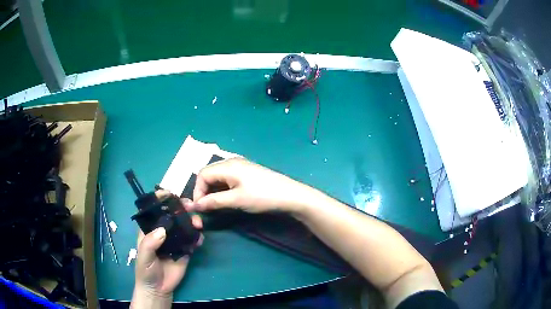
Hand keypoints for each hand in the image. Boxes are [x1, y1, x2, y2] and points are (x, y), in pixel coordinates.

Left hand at [131, 192, 202, 307]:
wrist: (158, 289)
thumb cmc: (145, 270)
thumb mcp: (144, 256)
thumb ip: (150, 243)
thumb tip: (163, 230)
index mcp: (149, 229)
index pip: (154, 210)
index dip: (160, 200)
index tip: (169, 193)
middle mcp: (163, 231)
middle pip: (172, 215)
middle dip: (181, 208)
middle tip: (189, 206)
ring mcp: (175, 240)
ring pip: (185, 225)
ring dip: (192, 221)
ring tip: (198, 224)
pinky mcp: (185, 250)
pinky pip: (192, 240)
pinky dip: (198, 237)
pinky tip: (199, 239)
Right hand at [187, 158, 317, 213]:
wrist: (290, 195)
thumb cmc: (262, 197)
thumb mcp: (236, 200)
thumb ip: (214, 201)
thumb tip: (195, 205)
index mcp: (228, 165)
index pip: (202, 174)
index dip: (197, 191)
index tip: (200, 208)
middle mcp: (231, 161)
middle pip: (209, 173)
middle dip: (204, 190)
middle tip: (206, 207)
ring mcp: (240, 166)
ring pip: (218, 176)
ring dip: (213, 190)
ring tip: (215, 205)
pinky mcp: (247, 172)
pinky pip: (227, 178)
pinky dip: (222, 188)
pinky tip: (226, 198)